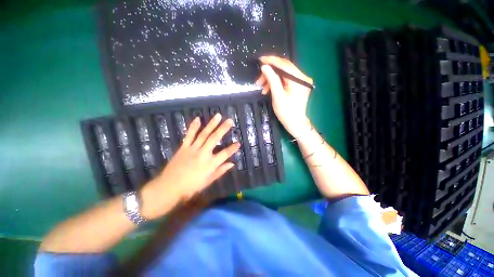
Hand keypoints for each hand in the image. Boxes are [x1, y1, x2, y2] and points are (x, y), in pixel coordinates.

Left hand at [142, 114, 239, 218]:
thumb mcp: (208, 181)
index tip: (238, 143)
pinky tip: (198, 119)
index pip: (225, 154)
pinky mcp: (184, 147)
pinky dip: (194, 127)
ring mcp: (193, 149)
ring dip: (211, 124)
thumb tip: (232, 164)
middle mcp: (203, 153)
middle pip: (215, 139)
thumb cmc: (191, 187)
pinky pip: (189, 135)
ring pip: (204, 134)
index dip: (233, 148)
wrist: (169, 187)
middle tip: (230, 121)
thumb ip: (220, 171)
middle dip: (223, 129)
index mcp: (211, 164)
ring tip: (218, 116)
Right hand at [256, 56, 312, 137]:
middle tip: (258, 81)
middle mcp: (302, 77)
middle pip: (284, 69)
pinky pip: (285, 80)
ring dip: (271, 79)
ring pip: (283, 74)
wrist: (295, 123)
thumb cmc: (286, 112)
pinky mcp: (298, 85)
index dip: (271, 61)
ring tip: (262, 88)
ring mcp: (301, 81)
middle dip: (269, 73)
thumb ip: (272, 80)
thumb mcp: (277, 96)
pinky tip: (268, 89)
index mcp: (299, 80)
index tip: (260, 60)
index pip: (284, 65)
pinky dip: (276, 83)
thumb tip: (265, 66)